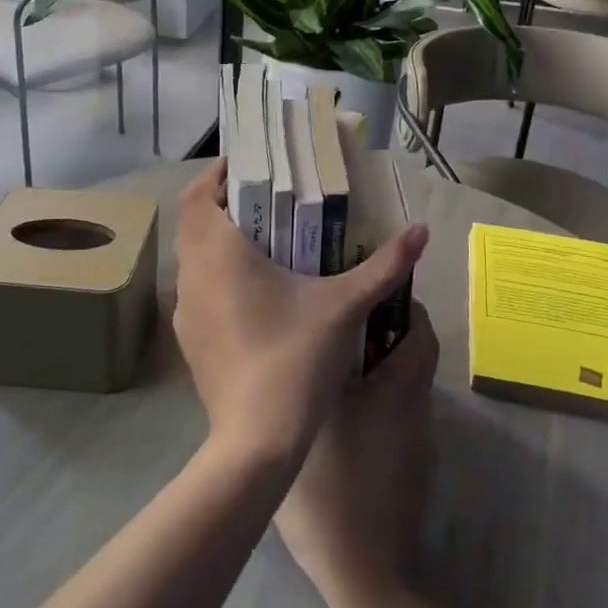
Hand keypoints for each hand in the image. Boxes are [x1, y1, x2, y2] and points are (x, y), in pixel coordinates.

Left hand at [171, 160, 427, 468]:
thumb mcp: (345, 306)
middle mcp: (193, 274)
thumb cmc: (296, 357)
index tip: (249, 168)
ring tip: (264, 242)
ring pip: (194, 258)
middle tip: (266, 200)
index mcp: (219, 252)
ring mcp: (186, 311)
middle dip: (224, 206)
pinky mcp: (189, 341)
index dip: (217, 175)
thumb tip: (421, 232)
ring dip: (219, 242)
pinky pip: (198, 291)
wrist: (257, 440)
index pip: (197, 194)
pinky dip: (218, 277)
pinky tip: (255, 294)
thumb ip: (384, 266)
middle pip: (194, 223)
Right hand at [274, 319, 438, 607]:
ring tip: (334, 365)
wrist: (362, 570)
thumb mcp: (309, 418)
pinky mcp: (411, 470)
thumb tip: (308, 340)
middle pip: (414, 356)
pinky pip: (397, 419)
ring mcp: (417, 442)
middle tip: (344, 325)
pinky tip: (343, 418)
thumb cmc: (331, 485)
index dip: (403, 304)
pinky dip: (378, 405)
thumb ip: (309, 375)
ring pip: (405, 388)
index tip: (371, 292)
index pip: (420, 330)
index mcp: (399, 388)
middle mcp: (417, 408)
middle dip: (387, 333)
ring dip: (381, 369)